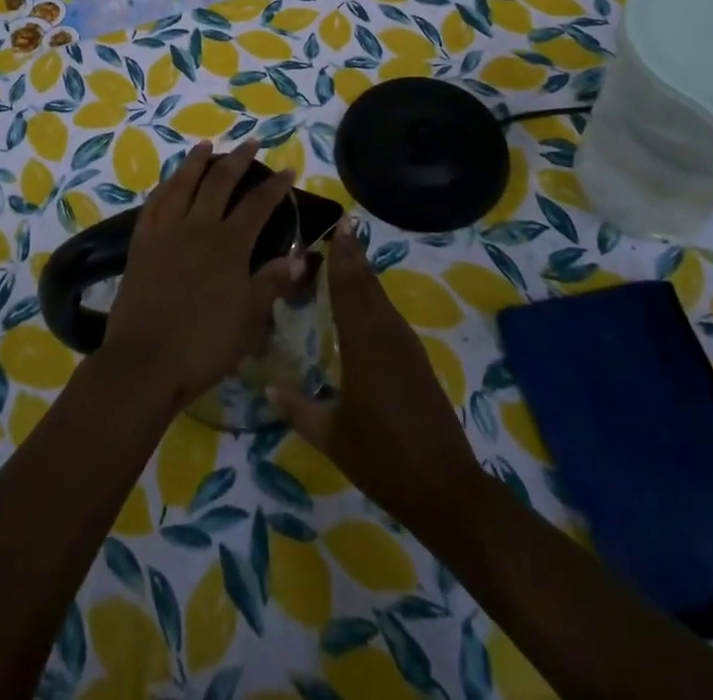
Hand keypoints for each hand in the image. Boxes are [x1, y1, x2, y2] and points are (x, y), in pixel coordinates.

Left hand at [99, 140, 302, 412]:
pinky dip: (165, 186)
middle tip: (251, 142)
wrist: (145, 361)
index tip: (288, 169)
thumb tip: (297, 257)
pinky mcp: (141, 242)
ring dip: (197, 161)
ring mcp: (166, 231)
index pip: (258, 205)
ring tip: (206, 145)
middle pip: (220, 182)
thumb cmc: (204, 345)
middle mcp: (198, 227)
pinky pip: (154, 203)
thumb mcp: (249, 320)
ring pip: (183, 184)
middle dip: (239, 159)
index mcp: (229, 245)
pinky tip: (170, 181)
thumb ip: (270, 283)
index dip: (275, 186)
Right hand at [272, 221, 485, 540]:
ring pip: (381, 298)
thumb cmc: (382, 458)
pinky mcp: (416, 361)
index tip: (338, 224)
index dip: (342, 256)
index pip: (348, 288)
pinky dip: (374, 298)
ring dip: (365, 274)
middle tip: (341, 226)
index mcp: (364, 344)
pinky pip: (389, 315)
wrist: (445, 488)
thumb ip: (297, 408)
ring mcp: (406, 346)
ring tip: (348, 254)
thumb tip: (266, 387)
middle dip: (354, 255)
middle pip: (367, 284)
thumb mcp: (332, 436)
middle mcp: (386, 334)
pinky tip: (366, 303)